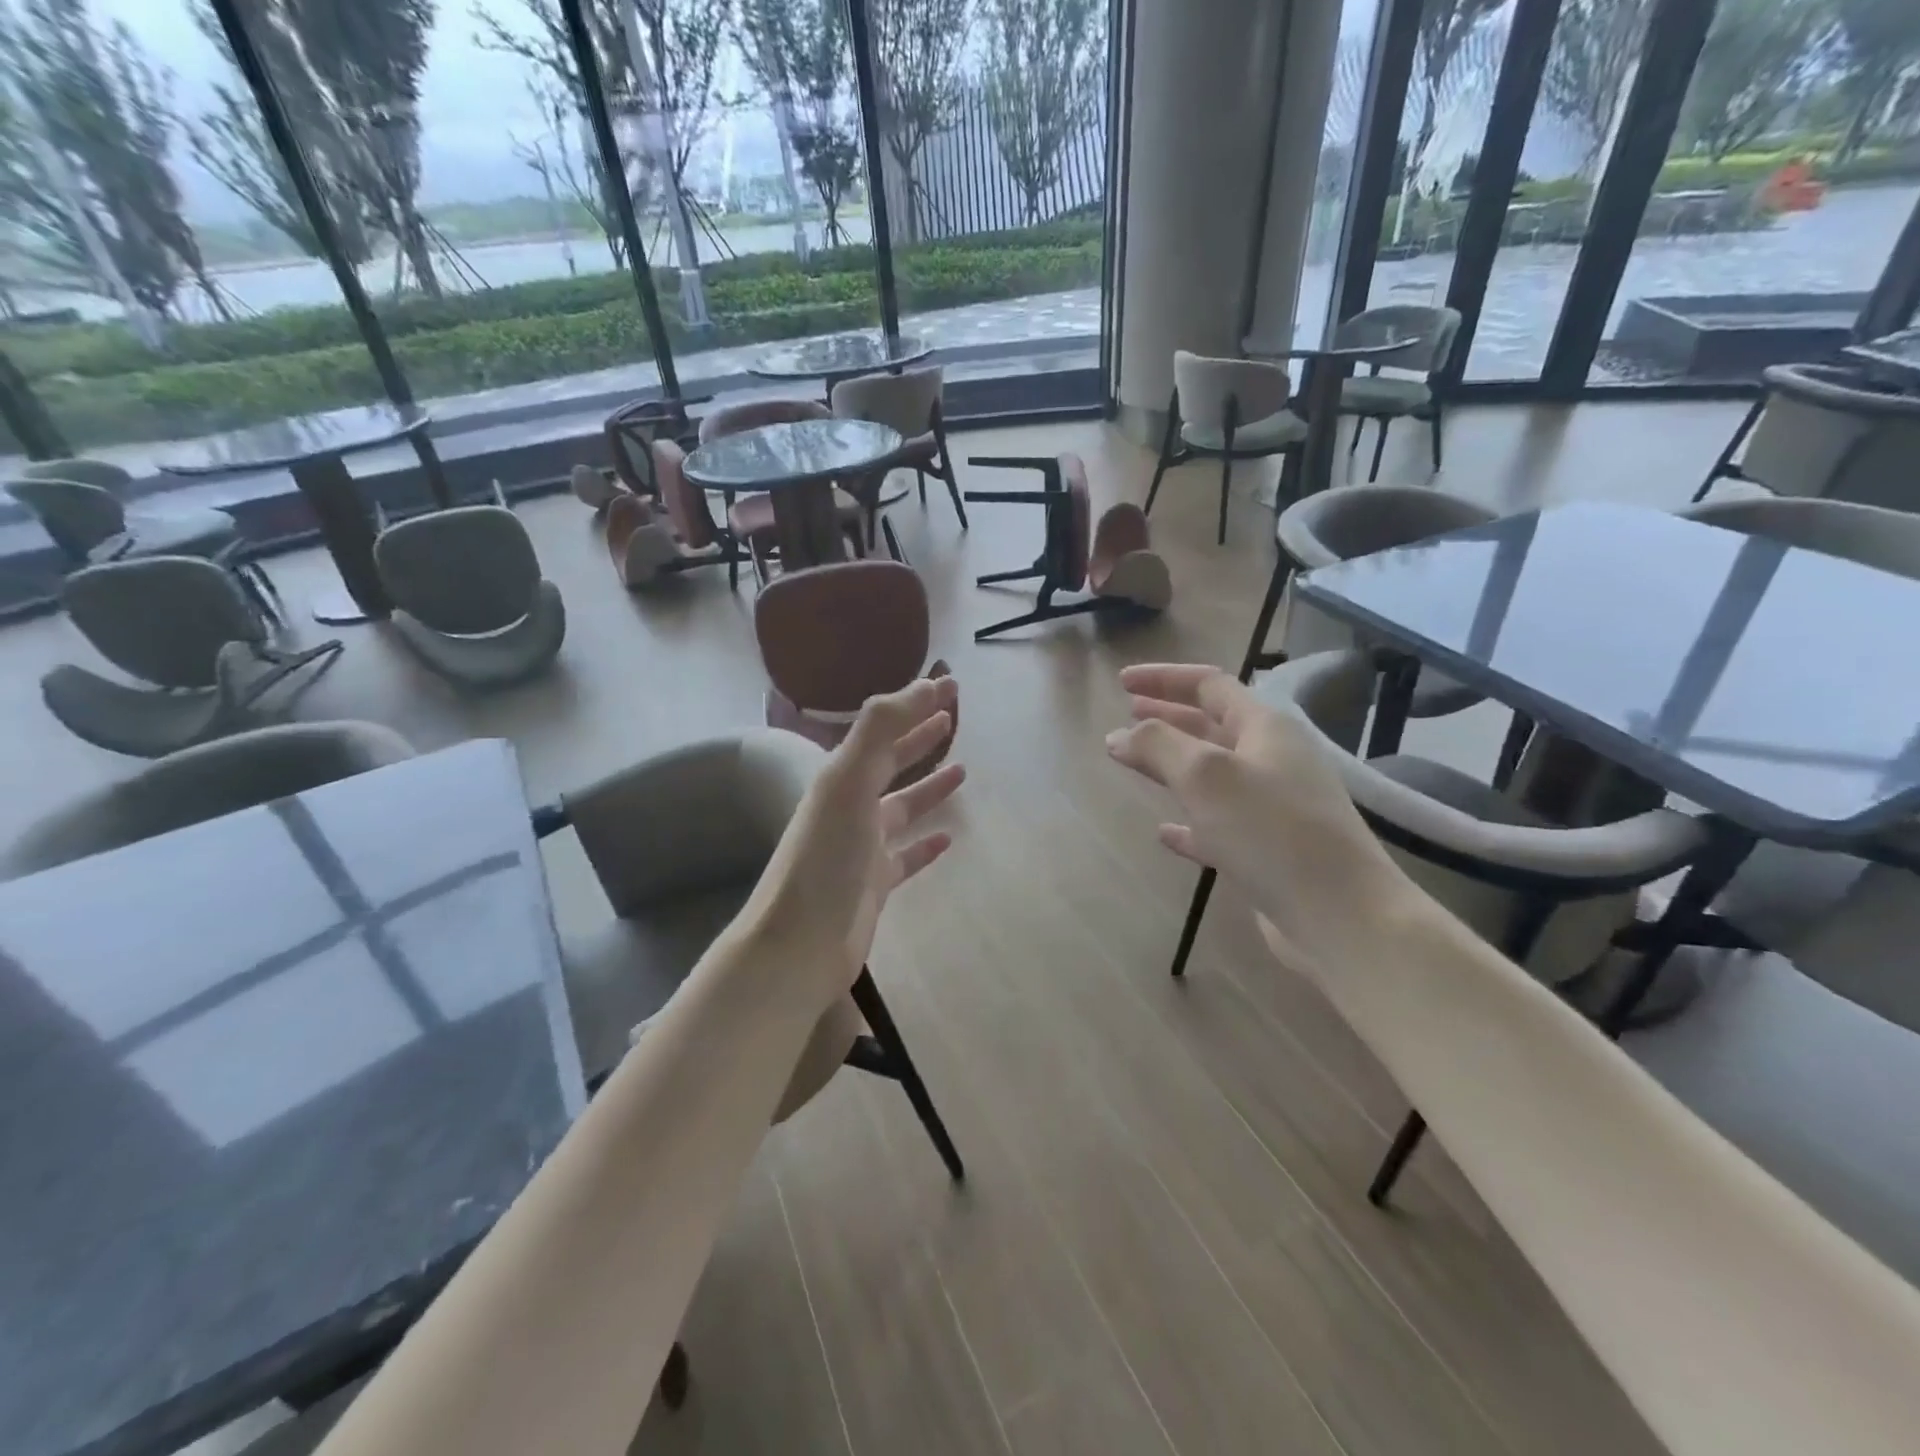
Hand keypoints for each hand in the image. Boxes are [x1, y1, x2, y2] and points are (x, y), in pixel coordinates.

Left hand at [754, 675, 963, 986]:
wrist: (800, 942)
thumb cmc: (826, 857)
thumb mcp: (849, 781)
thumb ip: (881, 729)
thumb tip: (924, 685)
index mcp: (842, 777)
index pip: (884, 729)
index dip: (915, 705)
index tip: (950, 685)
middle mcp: (851, 806)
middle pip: (891, 763)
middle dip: (920, 739)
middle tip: (954, 719)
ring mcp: (863, 847)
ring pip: (902, 808)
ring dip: (929, 788)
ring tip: (963, 771)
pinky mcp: (875, 884)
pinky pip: (906, 855)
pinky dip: (926, 844)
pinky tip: (948, 839)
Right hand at [1105, 662, 1404, 969]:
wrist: (1341, 915)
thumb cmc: (1272, 831)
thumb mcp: (1205, 775)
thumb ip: (1158, 746)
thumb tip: (1118, 736)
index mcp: (1265, 729)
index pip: (1210, 685)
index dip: (1164, 678)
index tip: (1121, 682)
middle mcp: (1273, 760)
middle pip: (1211, 726)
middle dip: (1167, 716)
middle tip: (1127, 715)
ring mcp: (1274, 808)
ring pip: (1213, 776)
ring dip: (1173, 765)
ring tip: (1135, 764)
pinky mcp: (1269, 853)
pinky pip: (1219, 827)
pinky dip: (1189, 824)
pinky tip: (1164, 833)